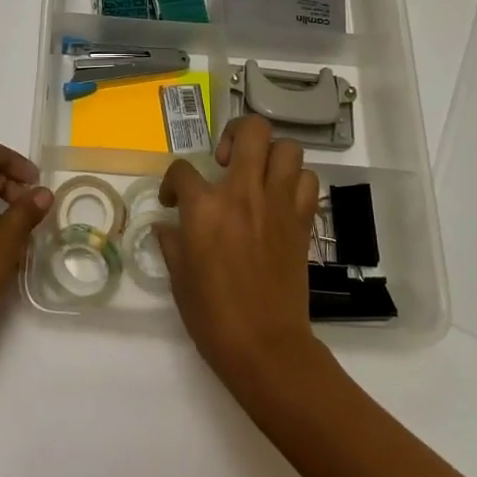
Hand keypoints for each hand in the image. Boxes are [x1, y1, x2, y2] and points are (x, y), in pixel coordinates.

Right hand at [157, 116, 320, 386]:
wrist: (264, 345)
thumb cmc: (212, 313)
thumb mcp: (178, 274)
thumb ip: (171, 240)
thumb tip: (169, 225)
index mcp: (205, 206)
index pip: (182, 170)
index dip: (172, 182)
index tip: (173, 201)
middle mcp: (244, 193)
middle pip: (251, 131)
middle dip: (235, 134)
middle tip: (226, 160)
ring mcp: (278, 204)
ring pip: (287, 148)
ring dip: (270, 155)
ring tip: (257, 174)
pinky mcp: (302, 221)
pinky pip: (307, 181)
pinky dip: (295, 181)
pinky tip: (280, 198)